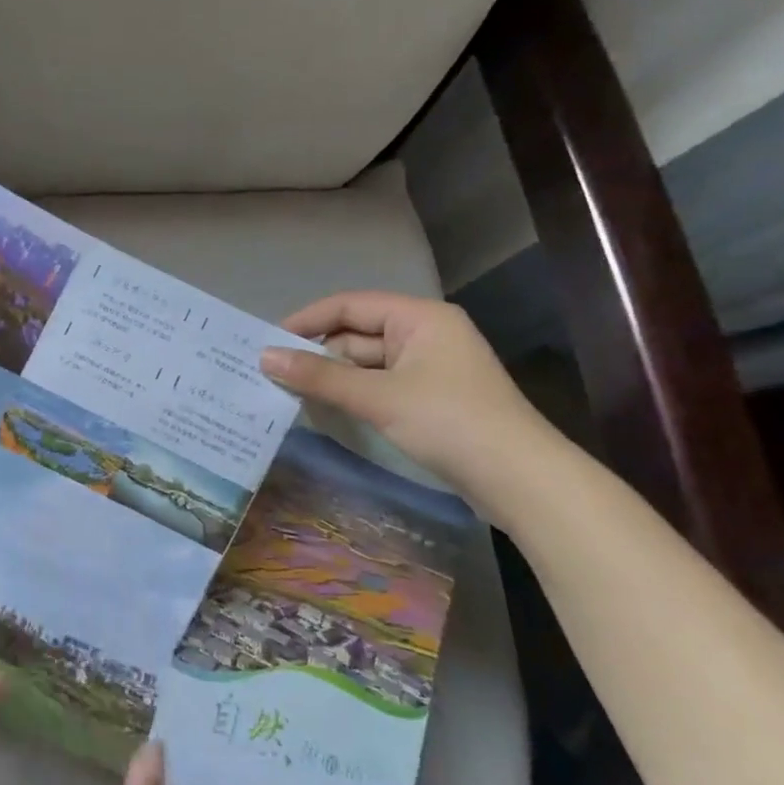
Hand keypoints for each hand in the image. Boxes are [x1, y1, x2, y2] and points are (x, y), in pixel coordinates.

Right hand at [259, 289, 555, 497]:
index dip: (306, 319)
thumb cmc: (448, 422)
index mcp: (419, 318)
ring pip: (367, 364)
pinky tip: (323, 407)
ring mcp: (429, 368)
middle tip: (270, 372)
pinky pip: (380, 386)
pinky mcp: (430, 399)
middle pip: (357, 335)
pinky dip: (352, 394)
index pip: (350, 305)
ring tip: (286, 390)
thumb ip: (320, 376)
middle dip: (316, 353)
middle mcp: (425, 334)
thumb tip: (265, 357)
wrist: (519, 479)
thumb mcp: (378, 396)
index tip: (267, 340)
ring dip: (332, 377)